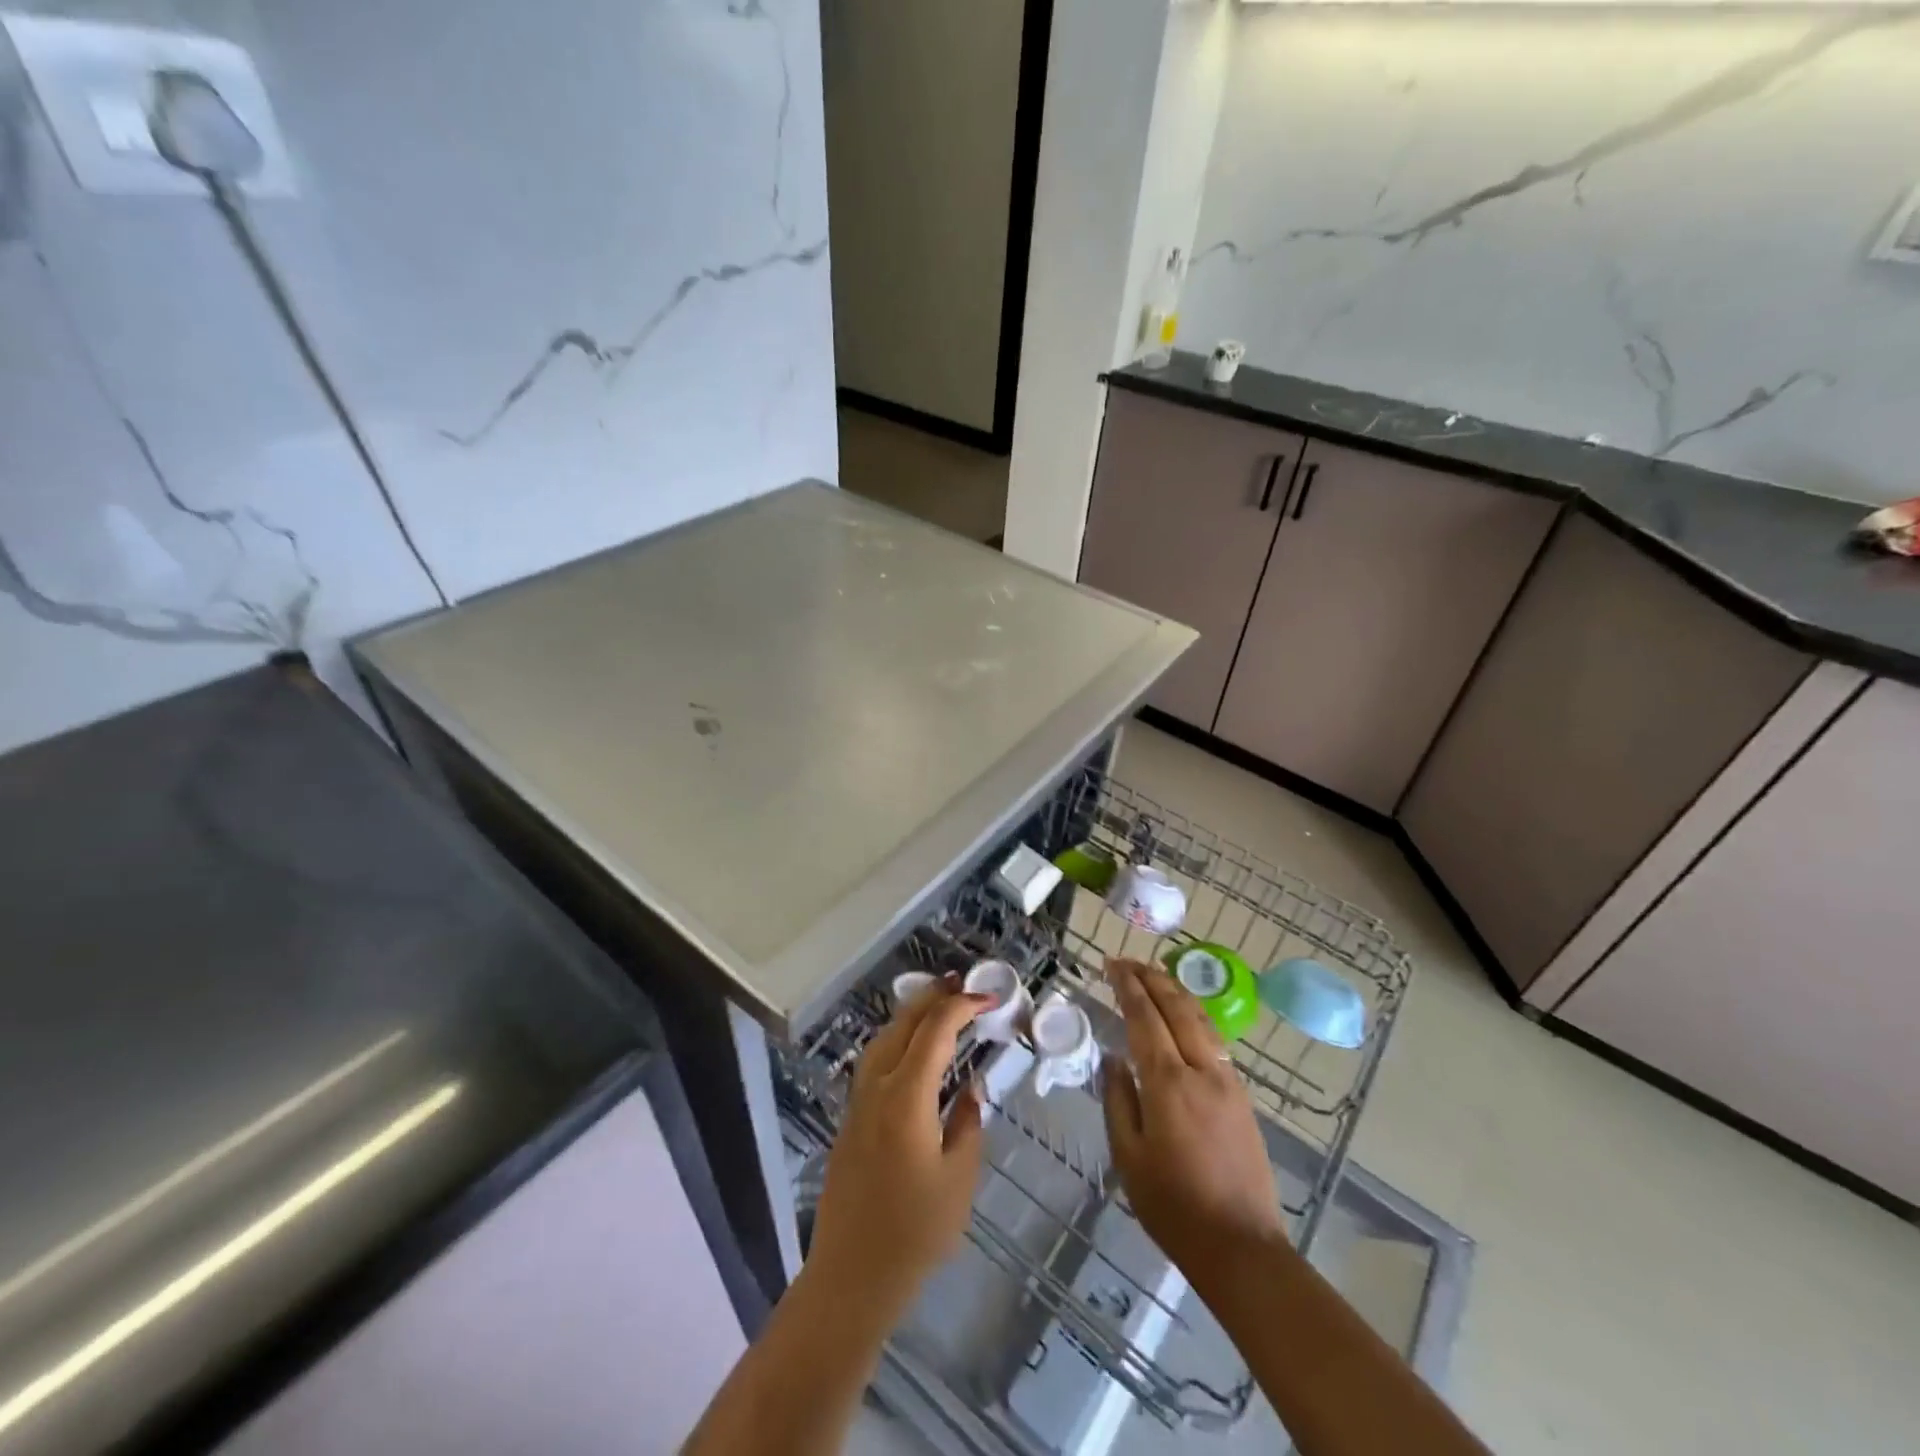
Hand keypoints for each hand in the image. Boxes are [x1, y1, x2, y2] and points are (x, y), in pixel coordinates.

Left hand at [807, 980, 987, 1315]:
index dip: (962, 1006)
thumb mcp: (959, 1178)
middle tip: (962, 983)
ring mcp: (858, 1101)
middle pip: (903, 1024)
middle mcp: (877, 1087)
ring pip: (883, 1038)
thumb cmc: (915, 1230)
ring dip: (912, 1015)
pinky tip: (914, 1050)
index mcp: (906, 1095)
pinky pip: (875, 1060)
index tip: (989, 998)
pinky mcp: (851, 1118)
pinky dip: (898, 1039)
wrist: (852, 1273)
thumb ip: (968, 1123)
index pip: (935, 1031)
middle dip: (933, 997)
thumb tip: (970, 1088)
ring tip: (940, 1005)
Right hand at [1100, 958, 1283, 1280]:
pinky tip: (1184, 1016)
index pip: (1145, 1016)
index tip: (1111, 964)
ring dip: (1175, 991)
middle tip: (1128, 961)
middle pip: (1176, 1007)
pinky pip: (1214, 1040)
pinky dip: (1193, 1015)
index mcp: (1167, 1083)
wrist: (1241, 1247)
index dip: (1127, 986)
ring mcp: (1227, 1081)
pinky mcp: (1242, 1096)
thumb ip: (1117, 1099)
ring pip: (1200, 1019)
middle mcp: (1201, 1070)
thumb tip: (1112, 1058)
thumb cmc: (1173, 1206)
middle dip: (1151, 977)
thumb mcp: (1128, 1156)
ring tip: (1154, 975)